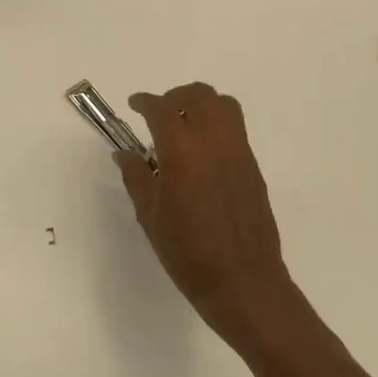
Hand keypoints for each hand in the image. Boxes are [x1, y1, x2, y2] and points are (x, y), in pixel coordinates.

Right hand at [117, 83, 304, 354]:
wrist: (242, 281)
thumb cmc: (187, 253)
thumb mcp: (150, 216)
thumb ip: (136, 177)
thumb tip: (124, 153)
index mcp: (182, 153)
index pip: (162, 109)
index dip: (145, 101)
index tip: (134, 105)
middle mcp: (214, 142)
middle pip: (199, 95)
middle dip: (175, 96)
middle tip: (159, 114)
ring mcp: (239, 152)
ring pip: (223, 105)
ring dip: (200, 105)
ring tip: (184, 126)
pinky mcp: (253, 166)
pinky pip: (235, 128)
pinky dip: (216, 125)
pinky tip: (202, 153)